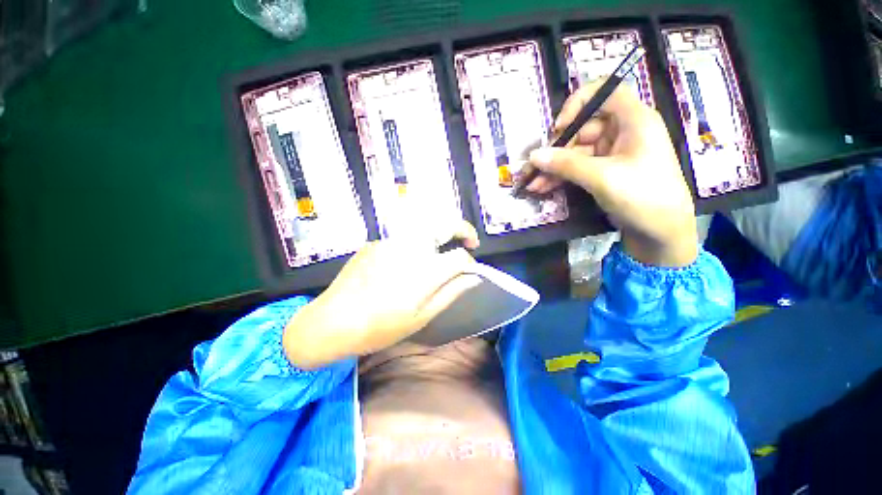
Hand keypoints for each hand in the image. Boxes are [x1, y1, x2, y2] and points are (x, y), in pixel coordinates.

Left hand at [282, 221, 481, 369]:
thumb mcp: (421, 317)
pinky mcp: (376, 241)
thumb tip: (473, 278)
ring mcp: (391, 240)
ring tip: (443, 248)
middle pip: (445, 224)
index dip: (470, 263)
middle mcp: (411, 247)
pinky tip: (406, 261)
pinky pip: (403, 235)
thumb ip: (451, 293)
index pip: (459, 256)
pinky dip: (415, 242)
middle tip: (470, 241)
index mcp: (425, 270)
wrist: (332, 322)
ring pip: (425, 224)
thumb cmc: (380, 327)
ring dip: (441, 232)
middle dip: (463, 229)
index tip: (471, 270)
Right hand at [525, 80, 697, 266]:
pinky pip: (578, 168)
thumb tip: (534, 155)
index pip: (605, 92)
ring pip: (576, 152)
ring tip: (532, 184)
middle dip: (557, 149)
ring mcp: (613, 154)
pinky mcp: (605, 172)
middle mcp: (623, 132)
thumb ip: (566, 164)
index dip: (579, 103)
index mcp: (634, 120)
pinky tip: (542, 187)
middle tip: (535, 167)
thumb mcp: (602, 177)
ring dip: (553, 168)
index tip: (559, 127)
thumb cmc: (642, 196)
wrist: (661, 233)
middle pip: (583, 128)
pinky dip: (561, 177)